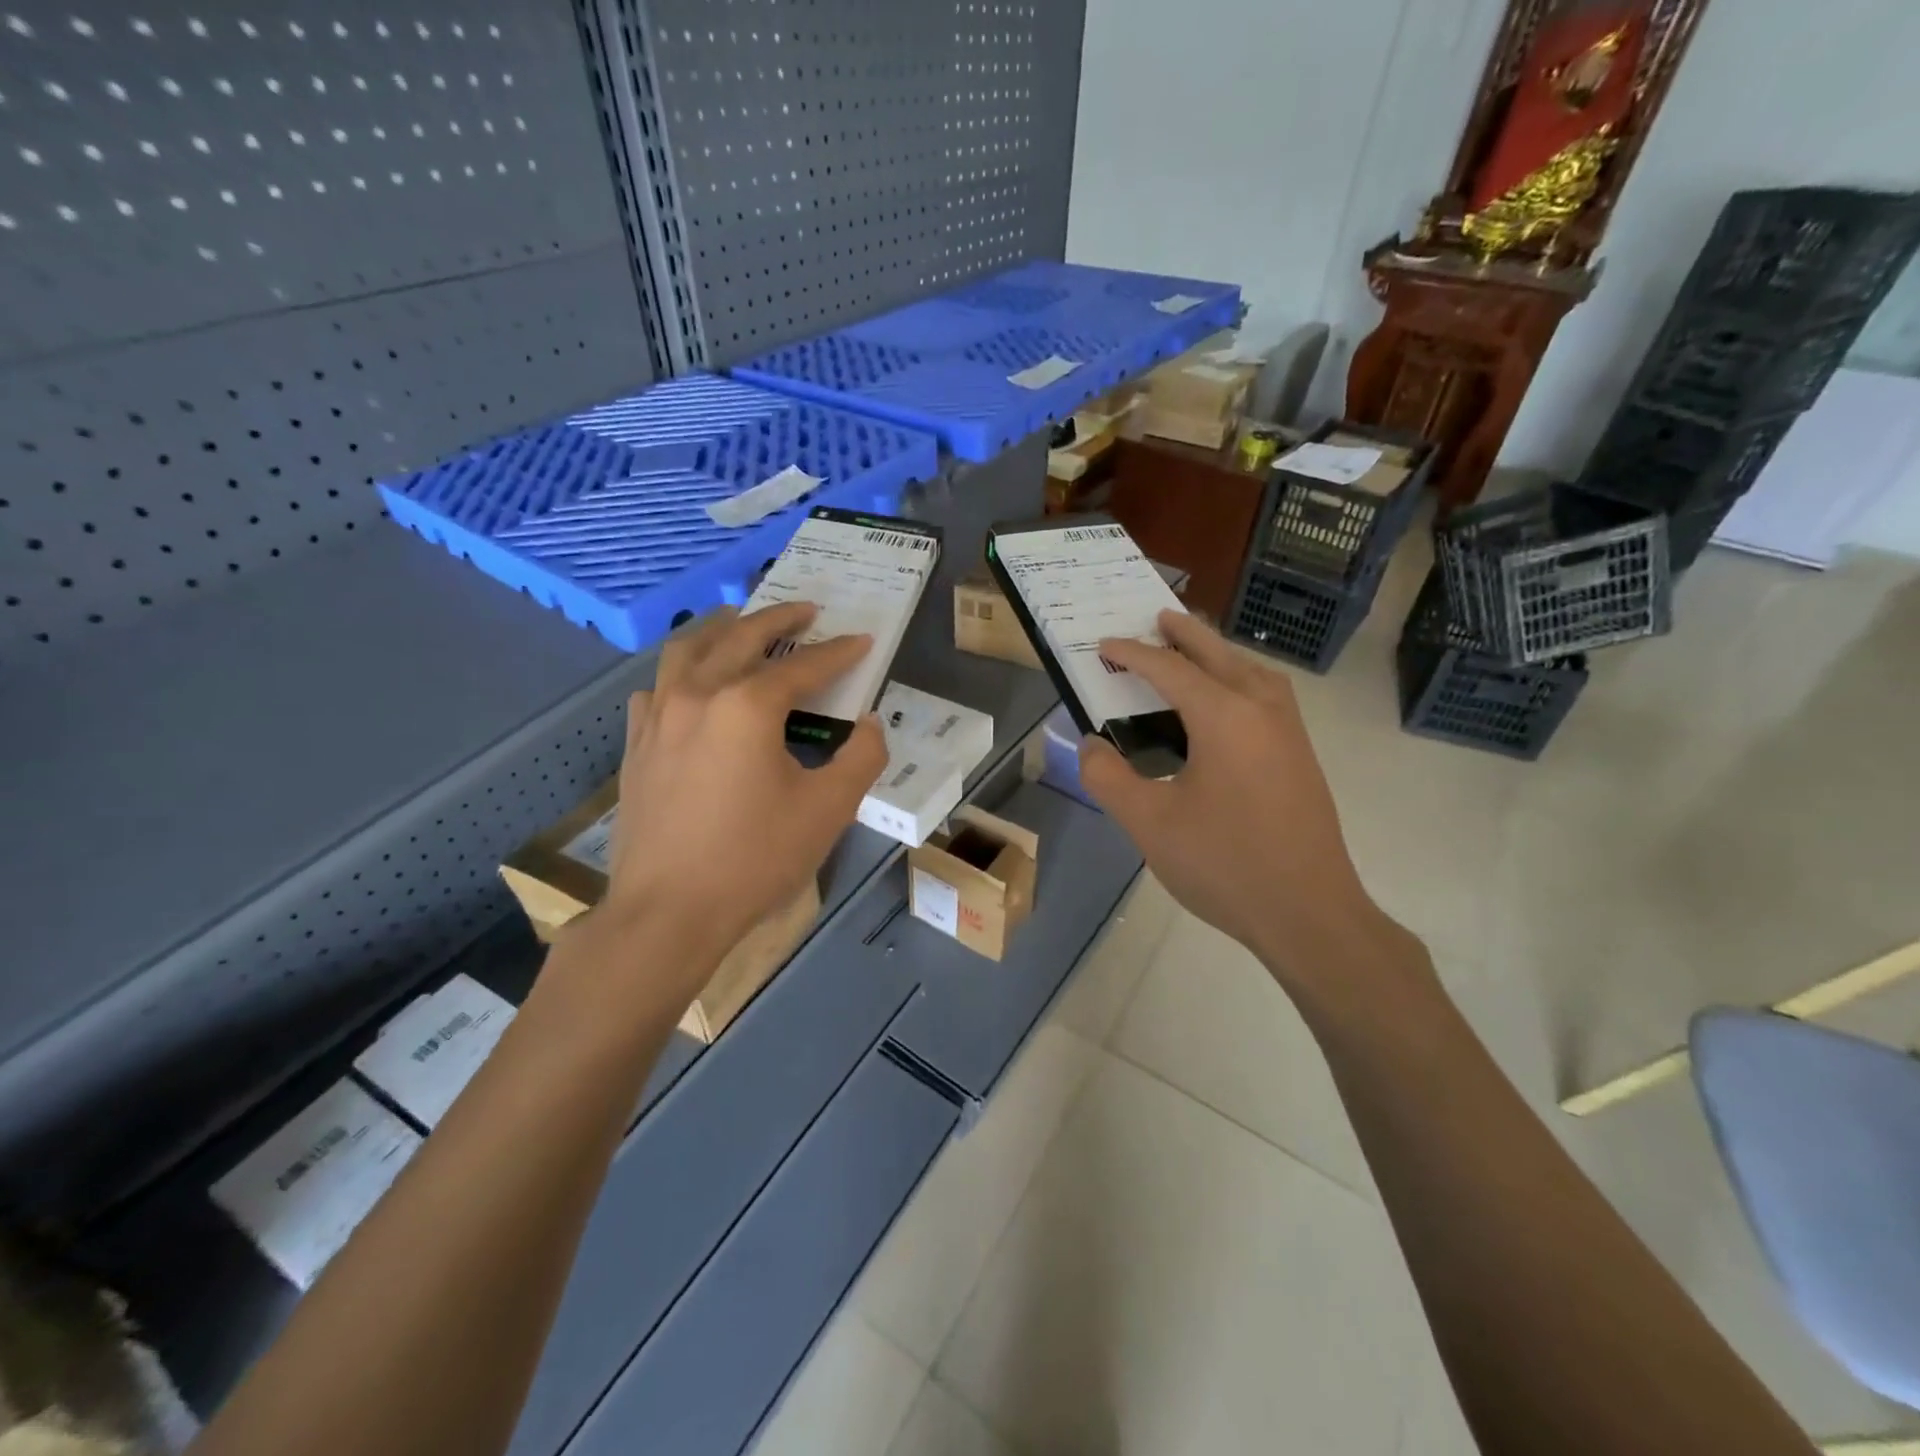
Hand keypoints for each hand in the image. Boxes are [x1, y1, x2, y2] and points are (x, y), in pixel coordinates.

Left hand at [595, 603, 886, 990]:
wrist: (669, 911)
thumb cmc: (755, 859)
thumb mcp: (829, 810)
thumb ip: (861, 757)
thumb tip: (868, 724)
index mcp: (747, 706)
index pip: (804, 666)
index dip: (838, 652)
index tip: (862, 639)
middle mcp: (698, 695)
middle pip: (740, 638)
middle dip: (778, 619)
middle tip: (805, 609)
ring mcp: (658, 717)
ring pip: (687, 650)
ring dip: (721, 628)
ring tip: (741, 620)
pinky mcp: (636, 744)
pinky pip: (657, 687)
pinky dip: (681, 671)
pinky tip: (690, 683)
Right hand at [1077, 612, 1421, 1003]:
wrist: (1310, 913)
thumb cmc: (1224, 864)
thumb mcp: (1149, 823)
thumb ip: (1109, 777)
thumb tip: (1092, 745)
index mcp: (1224, 716)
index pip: (1169, 669)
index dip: (1132, 654)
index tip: (1103, 646)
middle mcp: (1262, 709)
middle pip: (1218, 654)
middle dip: (1185, 633)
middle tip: (1157, 616)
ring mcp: (1289, 732)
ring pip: (1250, 671)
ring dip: (1217, 653)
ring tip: (1191, 652)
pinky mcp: (1300, 756)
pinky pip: (1267, 694)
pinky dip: (1239, 679)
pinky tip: (1225, 705)